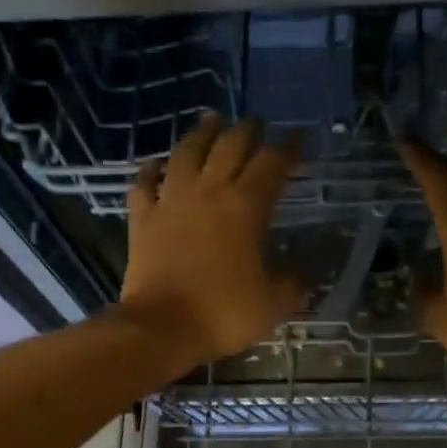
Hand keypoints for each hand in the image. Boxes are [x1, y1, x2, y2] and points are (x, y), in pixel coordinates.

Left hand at [115, 114, 303, 368]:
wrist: (160, 328)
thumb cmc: (222, 314)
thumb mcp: (273, 304)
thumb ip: (292, 283)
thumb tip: (303, 272)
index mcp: (246, 207)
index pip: (273, 163)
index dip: (289, 147)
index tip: (300, 137)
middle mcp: (208, 192)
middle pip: (229, 146)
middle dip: (248, 130)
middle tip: (257, 123)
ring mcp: (171, 201)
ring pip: (186, 152)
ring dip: (202, 133)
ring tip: (211, 120)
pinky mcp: (143, 218)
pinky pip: (144, 182)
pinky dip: (151, 169)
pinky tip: (157, 163)